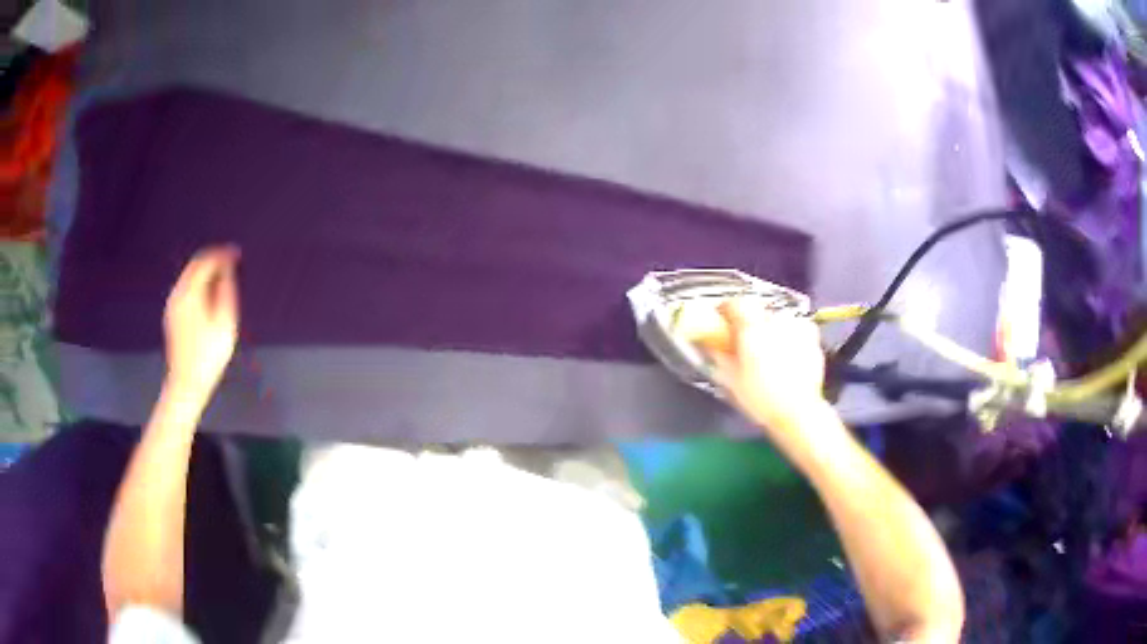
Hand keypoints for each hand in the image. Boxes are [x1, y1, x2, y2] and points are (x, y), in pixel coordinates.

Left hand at [163, 246, 239, 395]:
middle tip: (230, 261)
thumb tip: (227, 270)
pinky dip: (198, 284)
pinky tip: (208, 294)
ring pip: (189, 277)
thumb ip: (226, 290)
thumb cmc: (209, 354)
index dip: (222, 254)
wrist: (187, 384)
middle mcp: (178, 293)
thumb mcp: (225, 322)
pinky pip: (185, 289)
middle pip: (194, 266)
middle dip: (212, 260)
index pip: (205, 261)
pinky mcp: (172, 316)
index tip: (236, 253)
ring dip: (205, 272)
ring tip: (222, 276)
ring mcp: (173, 305)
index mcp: (190, 292)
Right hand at [683, 298, 826, 430]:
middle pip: (758, 309)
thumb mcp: (731, 379)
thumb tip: (710, 345)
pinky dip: (791, 334)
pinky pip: (798, 327)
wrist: (797, 413)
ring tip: (768, 347)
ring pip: (779, 317)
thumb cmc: (761, 398)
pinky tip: (787, 351)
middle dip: (749, 319)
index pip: (735, 303)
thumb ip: (719, 356)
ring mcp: (797, 328)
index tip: (720, 318)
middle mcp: (775, 322)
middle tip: (743, 338)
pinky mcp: (812, 339)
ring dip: (771, 326)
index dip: (725, 309)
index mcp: (752, 328)